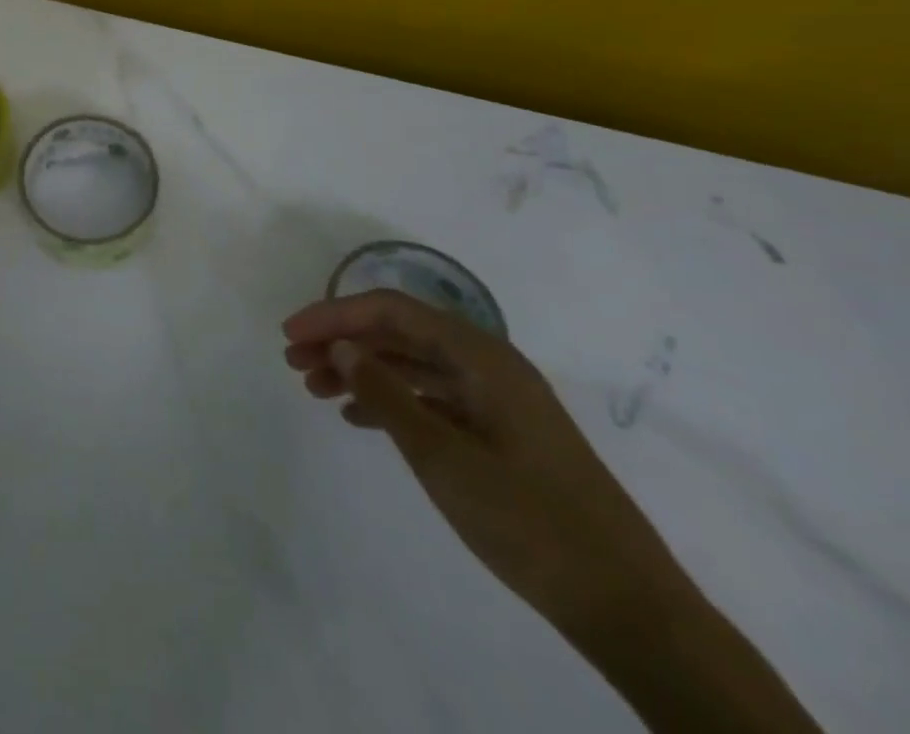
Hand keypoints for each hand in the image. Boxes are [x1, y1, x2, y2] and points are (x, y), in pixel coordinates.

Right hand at [283, 290, 692, 637]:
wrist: (629, 609)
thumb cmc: (529, 520)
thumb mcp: (442, 456)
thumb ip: (385, 394)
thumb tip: (342, 347)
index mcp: (481, 356)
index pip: (390, 310)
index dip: (334, 316)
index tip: (289, 335)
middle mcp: (488, 365)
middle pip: (399, 333)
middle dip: (342, 342)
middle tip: (294, 363)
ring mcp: (497, 400)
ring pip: (411, 364)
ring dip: (361, 371)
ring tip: (315, 389)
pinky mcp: (501, 433)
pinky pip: (431, 397)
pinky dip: (390, 400)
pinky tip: (357, 417)